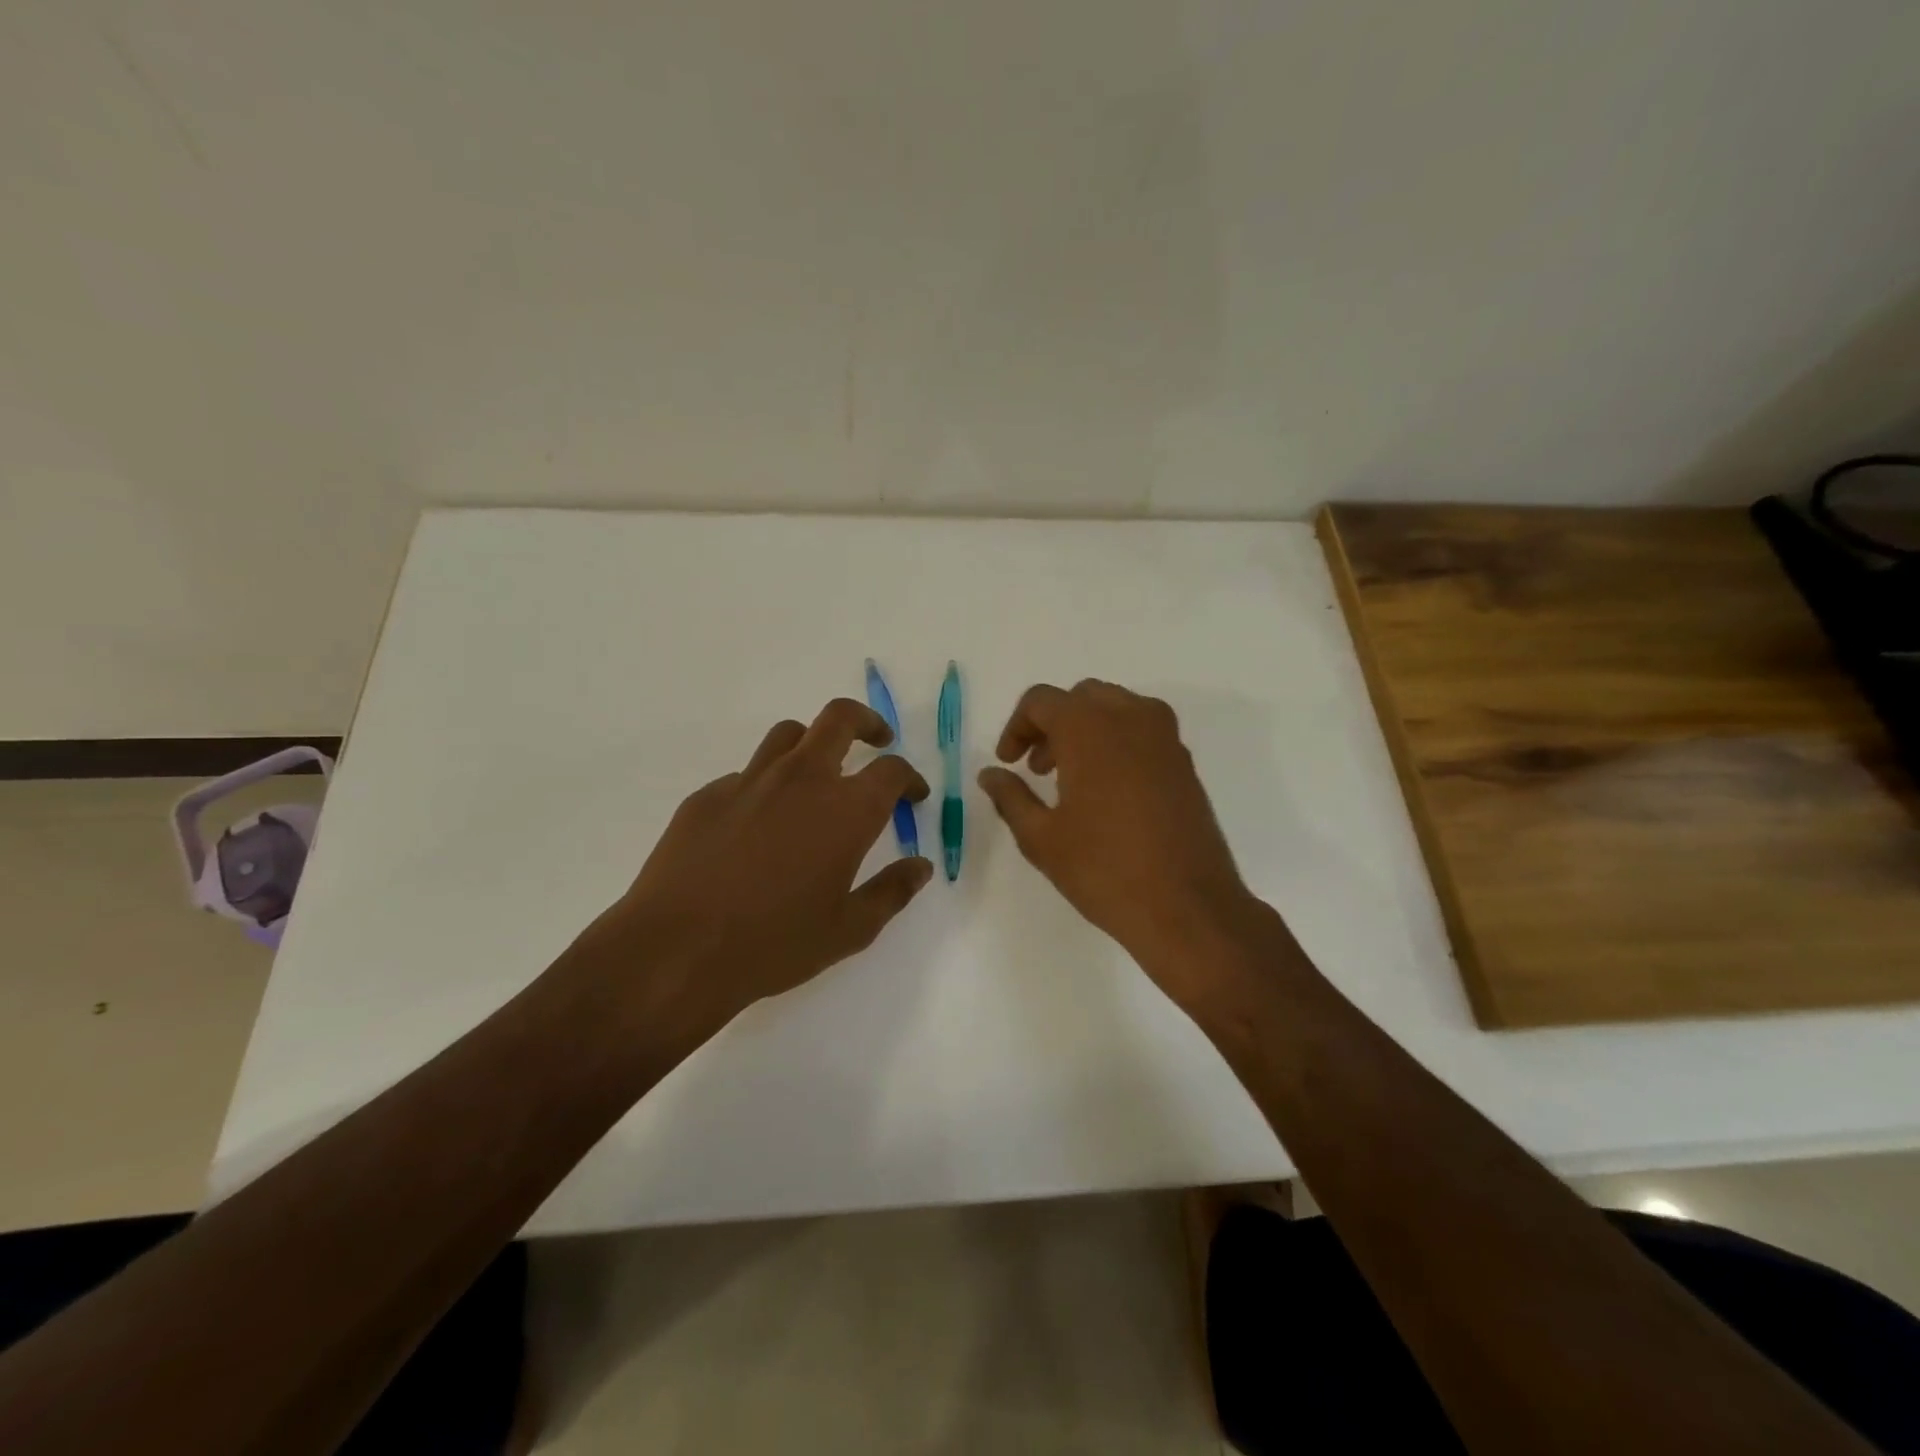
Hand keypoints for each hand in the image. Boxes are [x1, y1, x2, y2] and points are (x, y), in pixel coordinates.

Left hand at [571, 699, 932, 1029]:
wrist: (677, 951)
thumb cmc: (775, 944)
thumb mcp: (849, 930)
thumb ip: (891, 892)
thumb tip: (920, 867)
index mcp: (845, 809)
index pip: (891, 770)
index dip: (909, 778)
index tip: (912, 795)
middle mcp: (801, 779)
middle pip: (839, 718)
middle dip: (867, 723)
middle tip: (876, 742)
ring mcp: (749, 781)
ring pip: (788, 735)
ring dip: (813, 745)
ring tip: (817, 776)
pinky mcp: (707, 796)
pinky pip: (747, 775)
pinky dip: (766, 785)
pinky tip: (758, 826)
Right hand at [978, 680, 1258, 1005]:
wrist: (1188, 908)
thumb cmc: (1104, 871)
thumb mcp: (1041, 838)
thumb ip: (1011, 797)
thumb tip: (990, 774)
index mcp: (1090, 728)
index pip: (1042, 701)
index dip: (1017, 727)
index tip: (1009, 763)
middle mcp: (1131, 719)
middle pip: (1081, 697)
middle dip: (1052, 724)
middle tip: (1037, 768)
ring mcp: (1165, 739)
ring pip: (1116, 708)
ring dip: (1086, 729)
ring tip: (1071, 779)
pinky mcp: (1185, 763)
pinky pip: (1143, 730)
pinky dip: (1117, 742)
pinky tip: (1108, 791)